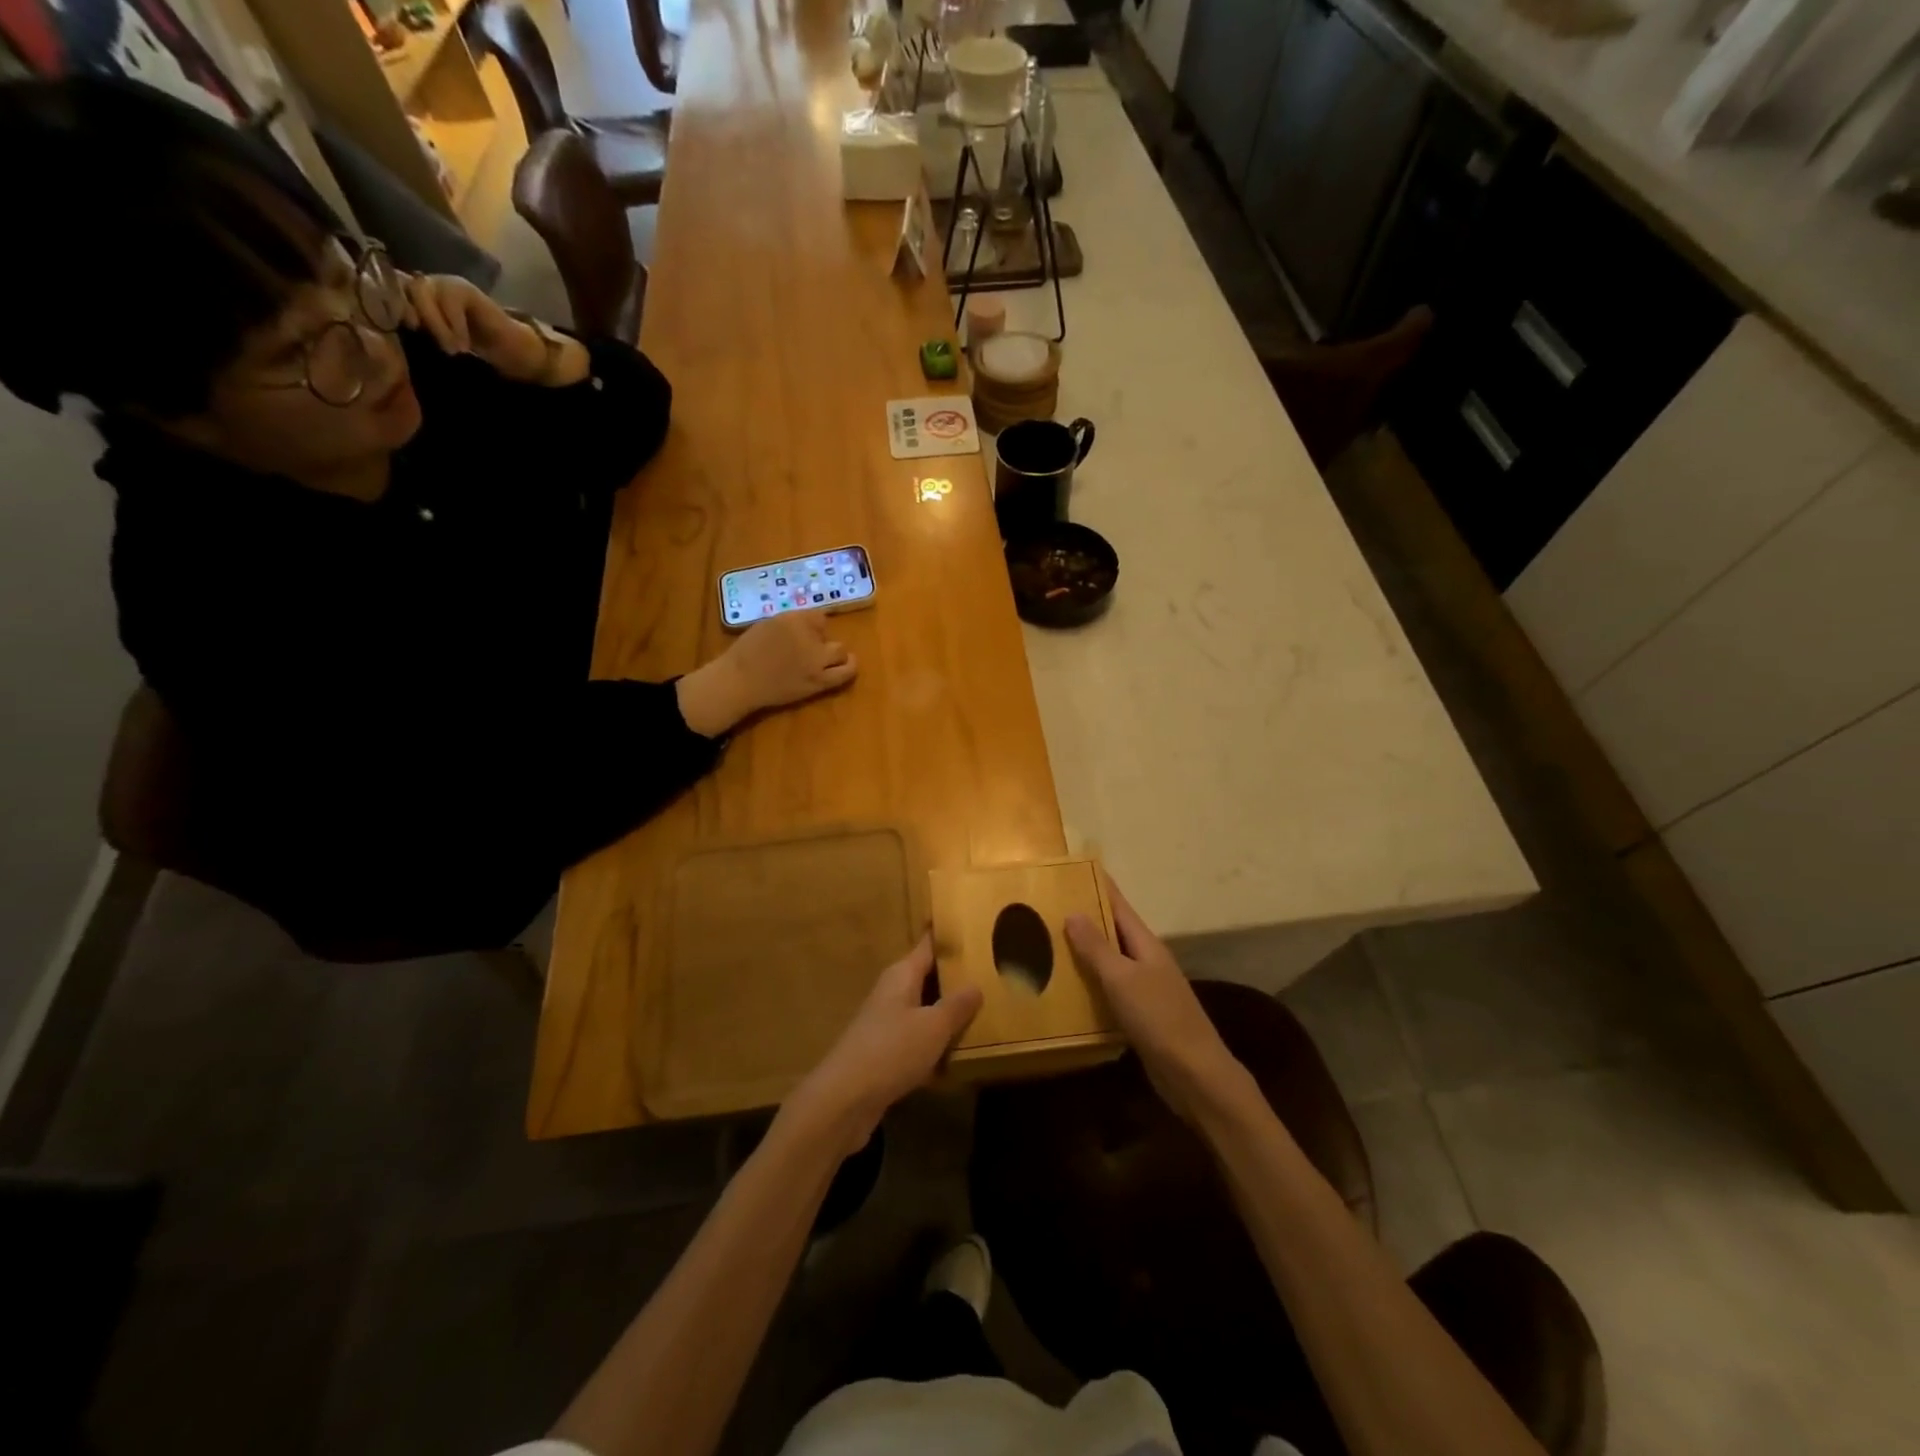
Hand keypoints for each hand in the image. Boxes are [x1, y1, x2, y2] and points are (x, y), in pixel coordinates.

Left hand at [402, 273, 555, 380]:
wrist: (507, 348)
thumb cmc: (469, 349)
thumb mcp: (435, 341)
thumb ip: (417, 331)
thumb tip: (392, 335)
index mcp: (411, 296)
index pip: (387, 288)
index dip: (388, 302)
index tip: (405, 327)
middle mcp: (424, 284)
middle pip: (403, 287)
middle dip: (414, 314)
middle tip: (430, 340)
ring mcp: (444, 284)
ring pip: (424, 291)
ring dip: (436, 323)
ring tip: (453, 349)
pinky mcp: (464, 289)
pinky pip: (451, 299)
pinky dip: (455, 323)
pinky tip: (464, 344)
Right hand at [675, 613, 856, 736]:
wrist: (740, 681)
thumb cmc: (747, 652)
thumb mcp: (768, 624)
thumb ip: (791, 623)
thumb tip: (809, 626)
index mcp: (793, 620)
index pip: (819, 617)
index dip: (814, 624)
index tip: (807, 631)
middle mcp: (809, 638)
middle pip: (828, 633)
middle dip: (821, 638)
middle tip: (811, 647)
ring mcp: (816, 661)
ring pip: (841, 652)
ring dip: (837, 653)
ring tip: (833, 657)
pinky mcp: (819, 681)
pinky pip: (844, 673)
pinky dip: (848, 667)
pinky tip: (849, 665)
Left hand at [787, 934, 982, 1153]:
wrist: (843, 1101)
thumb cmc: (891, 1051)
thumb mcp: (933, 1026)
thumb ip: (957, 1005)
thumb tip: (975, 985)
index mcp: (902, 975)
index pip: (928, 945)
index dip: (947, 936)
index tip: (971, 925)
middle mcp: (891, 993)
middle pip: (926, 977)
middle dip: (954, 976)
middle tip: (991, 971)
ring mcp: (885, 1024)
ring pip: (923, 1010)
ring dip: (946, 1013)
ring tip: (983, 1012)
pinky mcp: (884, 1054)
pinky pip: (916, 1040)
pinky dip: (935, 1044)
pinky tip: (957, 1056)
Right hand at [1066, 876, 1247, 1123]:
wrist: (1194, 1074)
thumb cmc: (1159, 1018)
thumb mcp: (1122, 979)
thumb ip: (1097, 947)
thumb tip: (1073, 912)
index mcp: (1145, 944)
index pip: (1118, 906)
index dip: (1099, 887)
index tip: (1072, 871)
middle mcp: (1146, 961)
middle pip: (1112, 932)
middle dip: (1084, 919)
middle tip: (1046, 909)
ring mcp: (1145, 989)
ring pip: (1109, 962)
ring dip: (1083, 954)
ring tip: (1046, 945)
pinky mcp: (1140, 1016)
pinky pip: (1109, 991)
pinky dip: (1089, 985)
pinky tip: (1066, 990)